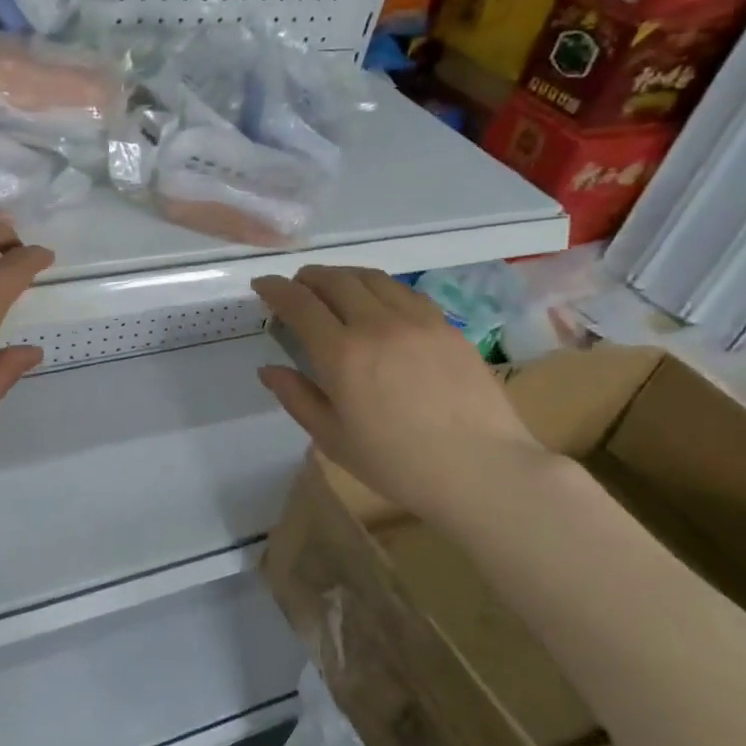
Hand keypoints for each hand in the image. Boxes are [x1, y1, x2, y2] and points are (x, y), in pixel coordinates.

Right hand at [251, 266, 549, 516]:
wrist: (482, 470)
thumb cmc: (398, 464)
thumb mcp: (333, 439)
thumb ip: (296, 397)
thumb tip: (268, 369)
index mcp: (342, 354)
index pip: (299, 303)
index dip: (275, 289)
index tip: (263, 285)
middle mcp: (376, 324)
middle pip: (334, 280)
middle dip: (307, 277)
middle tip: (296, 287)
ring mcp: (416, 320)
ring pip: (371, 278)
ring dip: (342, 276)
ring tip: (332, 287)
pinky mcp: (445, 325)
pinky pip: (403, 291)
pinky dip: (378, 287)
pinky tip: (377, 302)